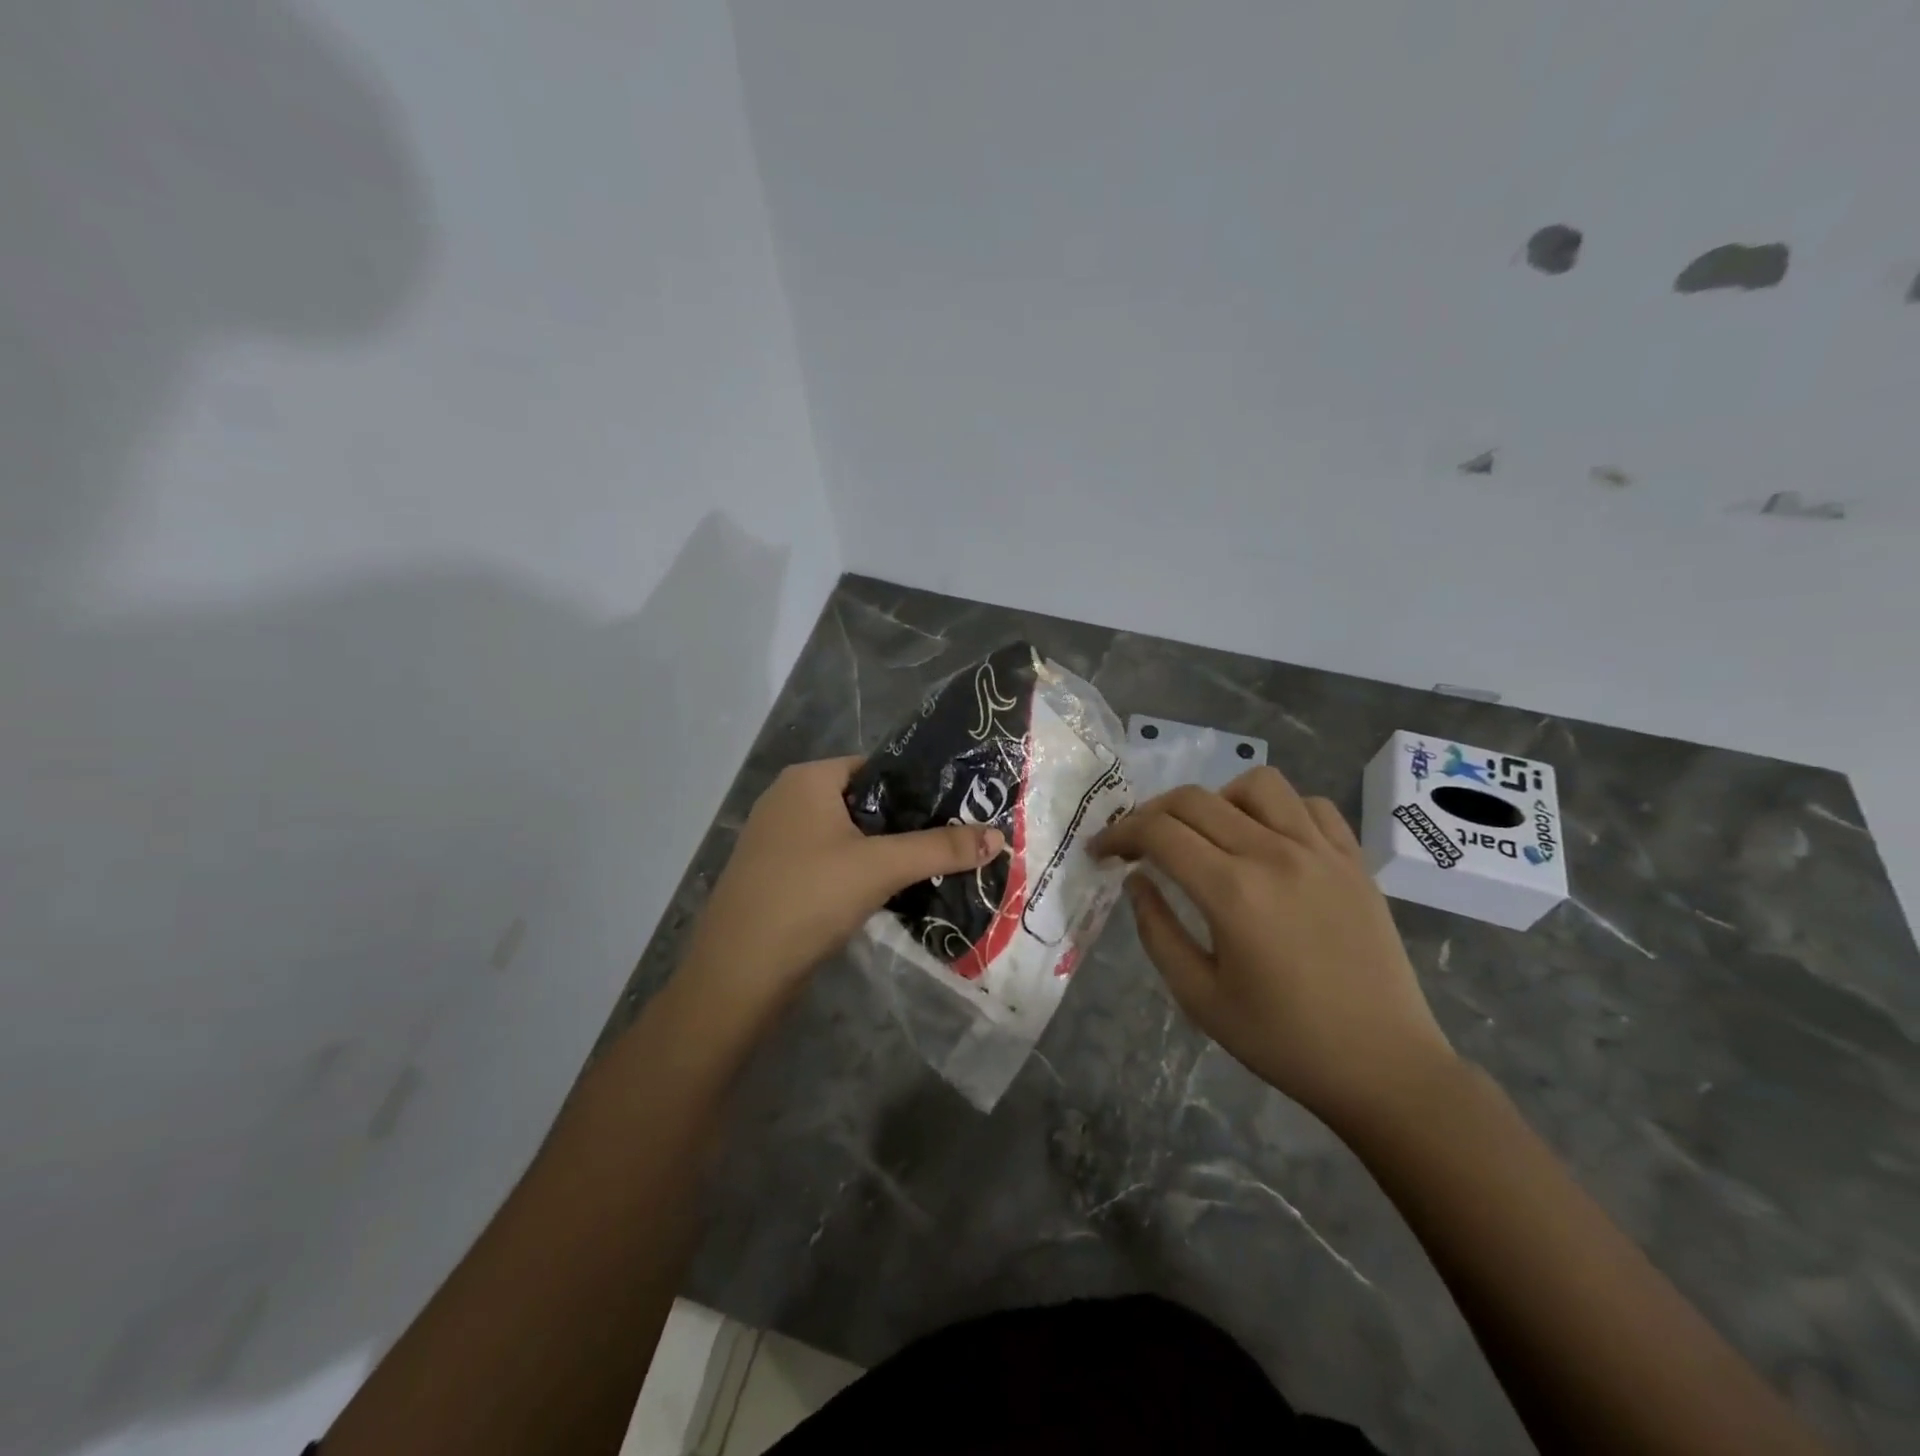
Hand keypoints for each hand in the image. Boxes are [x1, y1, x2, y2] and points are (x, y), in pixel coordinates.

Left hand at [682, 757, 1003, 1005]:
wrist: (738, 974)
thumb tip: (999, 836)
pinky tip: (887, 892)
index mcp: (808, 779)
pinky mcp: (776, 873)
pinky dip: (858, 871)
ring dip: (884, 851)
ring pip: (847, 834)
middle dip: (906, 824)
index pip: (878, 767)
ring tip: (930, 867)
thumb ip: (941, 849)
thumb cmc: (808, 899)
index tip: (959, 810)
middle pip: (865, 801)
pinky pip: (829, 859)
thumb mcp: (881, 867)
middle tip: (953, 842)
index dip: (919, 787)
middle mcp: (788, 798)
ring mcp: (777, 838)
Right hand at [1090, 766, 1454, 1131]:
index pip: (1158, 832)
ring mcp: (1321, 851)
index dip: (1119, 834)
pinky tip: (1268, 842)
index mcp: (1232, 892)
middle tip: (1138, 844)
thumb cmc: (1283, 1041)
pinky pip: (1310, 805)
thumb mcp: (1199, 997)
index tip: (1101, 852)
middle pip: (1195, 799)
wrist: (1384, 1067)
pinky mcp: (1354, 860)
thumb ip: (1157, 930)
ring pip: (1256, 784)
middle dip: (1151, 813)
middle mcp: (1274, 854)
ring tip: (1208, 836)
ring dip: (1217, 800)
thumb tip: (1136, 881)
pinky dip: (1278, 810)